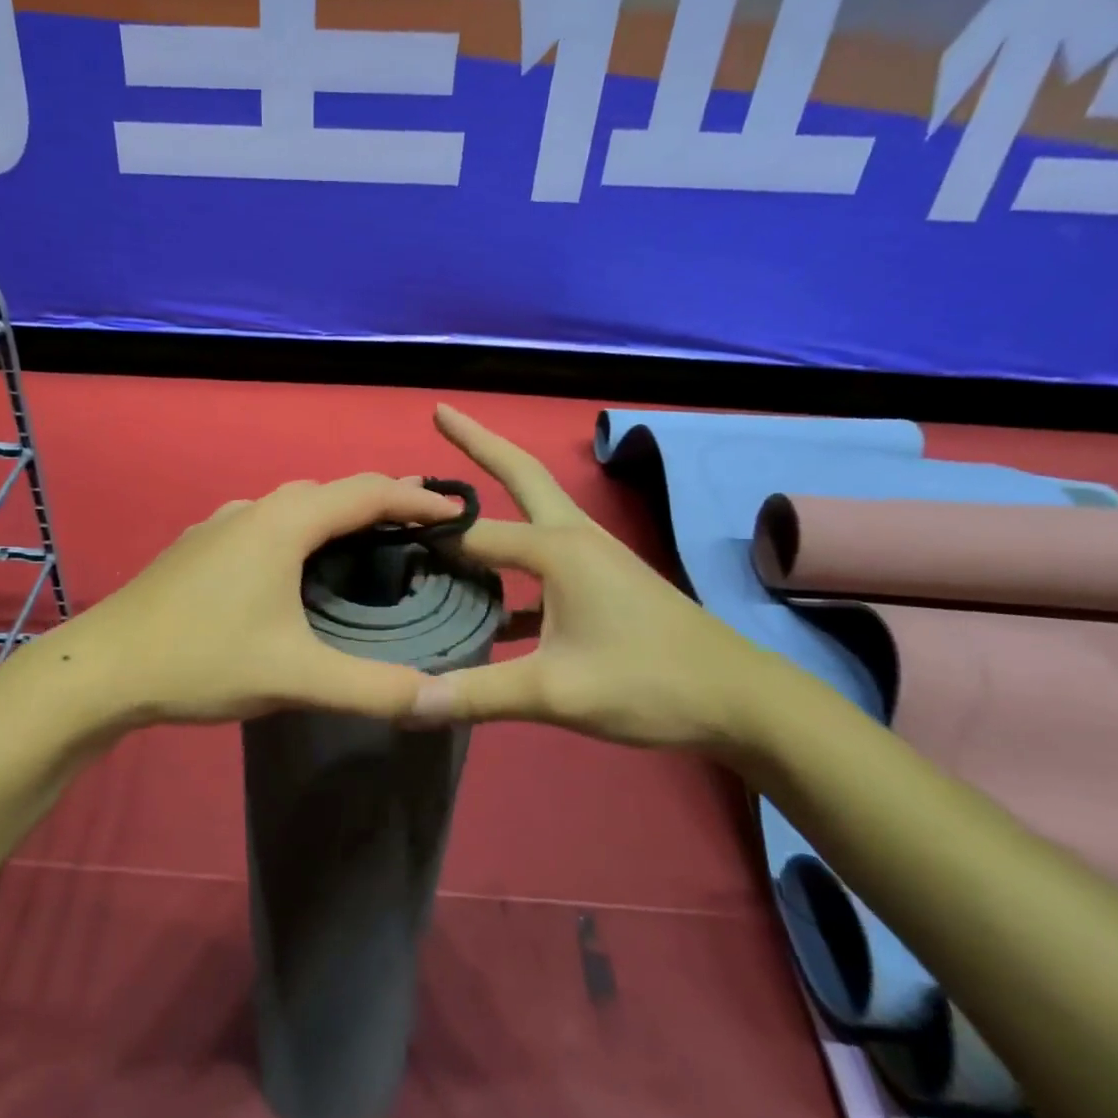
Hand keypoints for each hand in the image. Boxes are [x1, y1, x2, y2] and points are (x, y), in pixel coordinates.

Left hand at [34, 473, 462, 727]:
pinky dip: (299, 534)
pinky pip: (264, 525)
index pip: (367, 492)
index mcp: (284, 523)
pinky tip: (294, 570)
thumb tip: (441, 700)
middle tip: (420, 527)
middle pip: (330, 492)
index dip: (417, 500)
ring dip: (335, 517)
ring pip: (292, 507)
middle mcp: (253, 509)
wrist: (102, 668)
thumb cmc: (202, 660)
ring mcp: (218, 525)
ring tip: (366, 544)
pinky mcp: (197, 547)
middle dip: (379, 503)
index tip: (459, 512)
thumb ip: (373, 688)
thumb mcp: (295, 678)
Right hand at [410, 405, 788, 752]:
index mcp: (557, 549)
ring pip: (533, 512)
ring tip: (447, 499)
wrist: (740, 700)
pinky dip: (511, 561)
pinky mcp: (602, 582)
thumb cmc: (649, 683)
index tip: (377, 537)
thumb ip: (476, 694)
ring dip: (495, 496)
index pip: (473, 535)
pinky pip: (543, 558)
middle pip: (521, 475)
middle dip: (479, 443)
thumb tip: (403, 704)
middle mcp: (573, 538)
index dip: (426, 537)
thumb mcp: (556, 692)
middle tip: (441, 414)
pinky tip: (484, 599)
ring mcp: (593, 557)